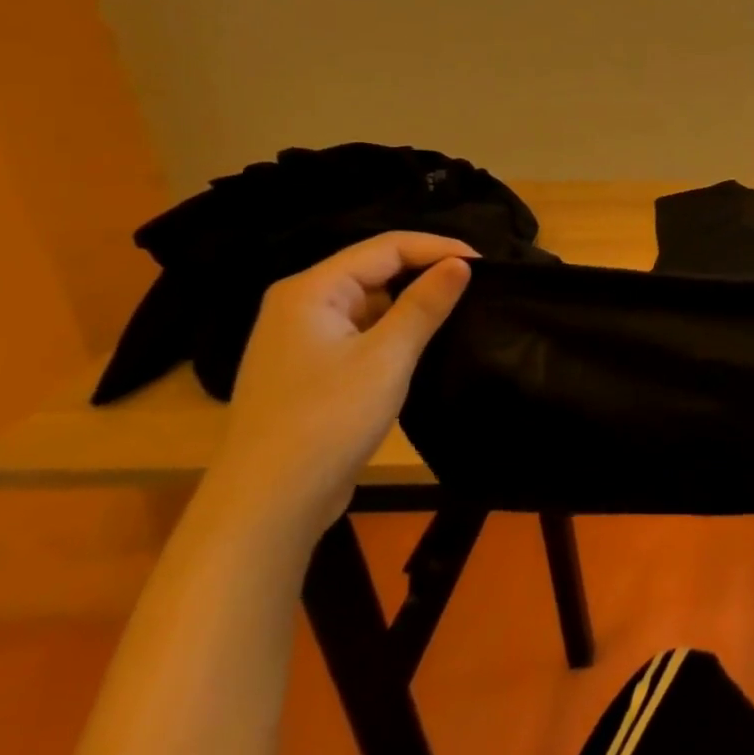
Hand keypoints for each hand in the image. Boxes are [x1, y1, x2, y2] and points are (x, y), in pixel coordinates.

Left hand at [203, 232, 475, 540]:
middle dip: (427, 270)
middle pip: (376, 268)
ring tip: (461, 306)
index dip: (438, 248)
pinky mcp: (311, 368)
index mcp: (311, 290)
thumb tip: (462, 262)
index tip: (486, 263)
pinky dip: (395, 327)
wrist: (267, 507)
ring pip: (371, 300)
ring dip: (413, 300)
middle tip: (479, 283)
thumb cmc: (326, 421)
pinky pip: (362, 329)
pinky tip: (425, 339)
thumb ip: (426, 304)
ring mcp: (302, 338)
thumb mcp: (386, 357)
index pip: (386, 247)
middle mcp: (301, 304)